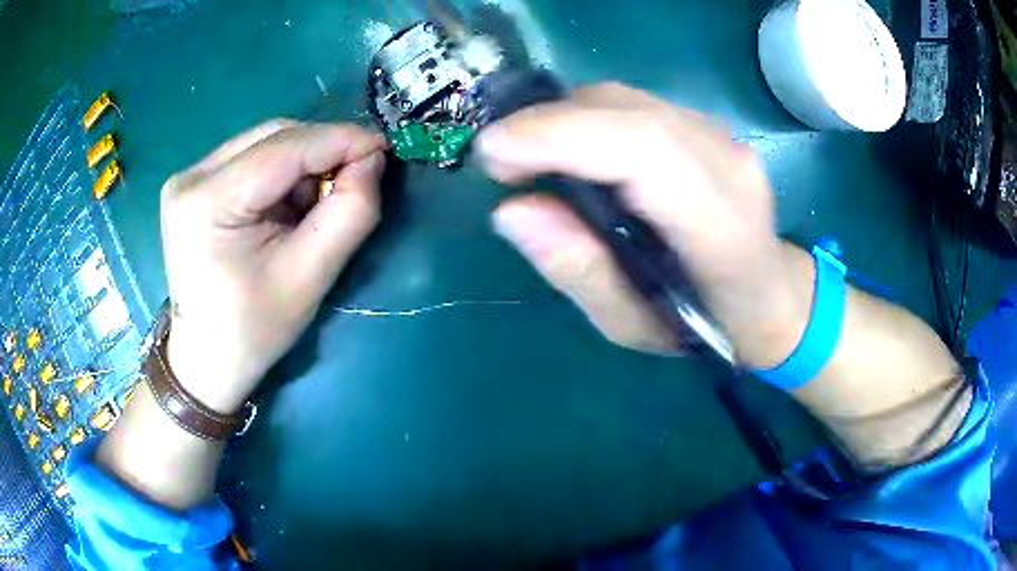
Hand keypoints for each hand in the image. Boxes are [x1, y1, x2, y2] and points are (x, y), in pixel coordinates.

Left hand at [160, 120, 386, 412]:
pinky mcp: (192, 185)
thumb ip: (350, 212)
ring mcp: (187, 178)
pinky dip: (281, 172)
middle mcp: (190, 177)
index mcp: (207, 202)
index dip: (339, 140)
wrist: (206, 358)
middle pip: (272, 137)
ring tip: (317, 201)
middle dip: (321, 150)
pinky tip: (288, 204)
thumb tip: (371, 159)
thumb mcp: (311, 278)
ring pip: (263, 143)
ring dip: (302, 162)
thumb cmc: (254, 330)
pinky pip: (250, 158)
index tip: (383, 147)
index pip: (284, 148)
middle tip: (354, 178)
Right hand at [478, 84, 808, 365]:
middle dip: (548, 124)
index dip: (560, 137)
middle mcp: (728, 165)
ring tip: (530, 158)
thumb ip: (580, 271)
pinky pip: (635, 106)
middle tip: (501, 160)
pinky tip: (573, 152)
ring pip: (626, 101)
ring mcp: (723, 137)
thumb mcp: (634, 325)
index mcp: (722, 228)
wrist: (771, 294)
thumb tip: (511, 210)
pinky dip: (587, 119)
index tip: (493, 153)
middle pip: (627, 112)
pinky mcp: (709, 127)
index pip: (642, 151)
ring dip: (564, 119)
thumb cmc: (707, 326)